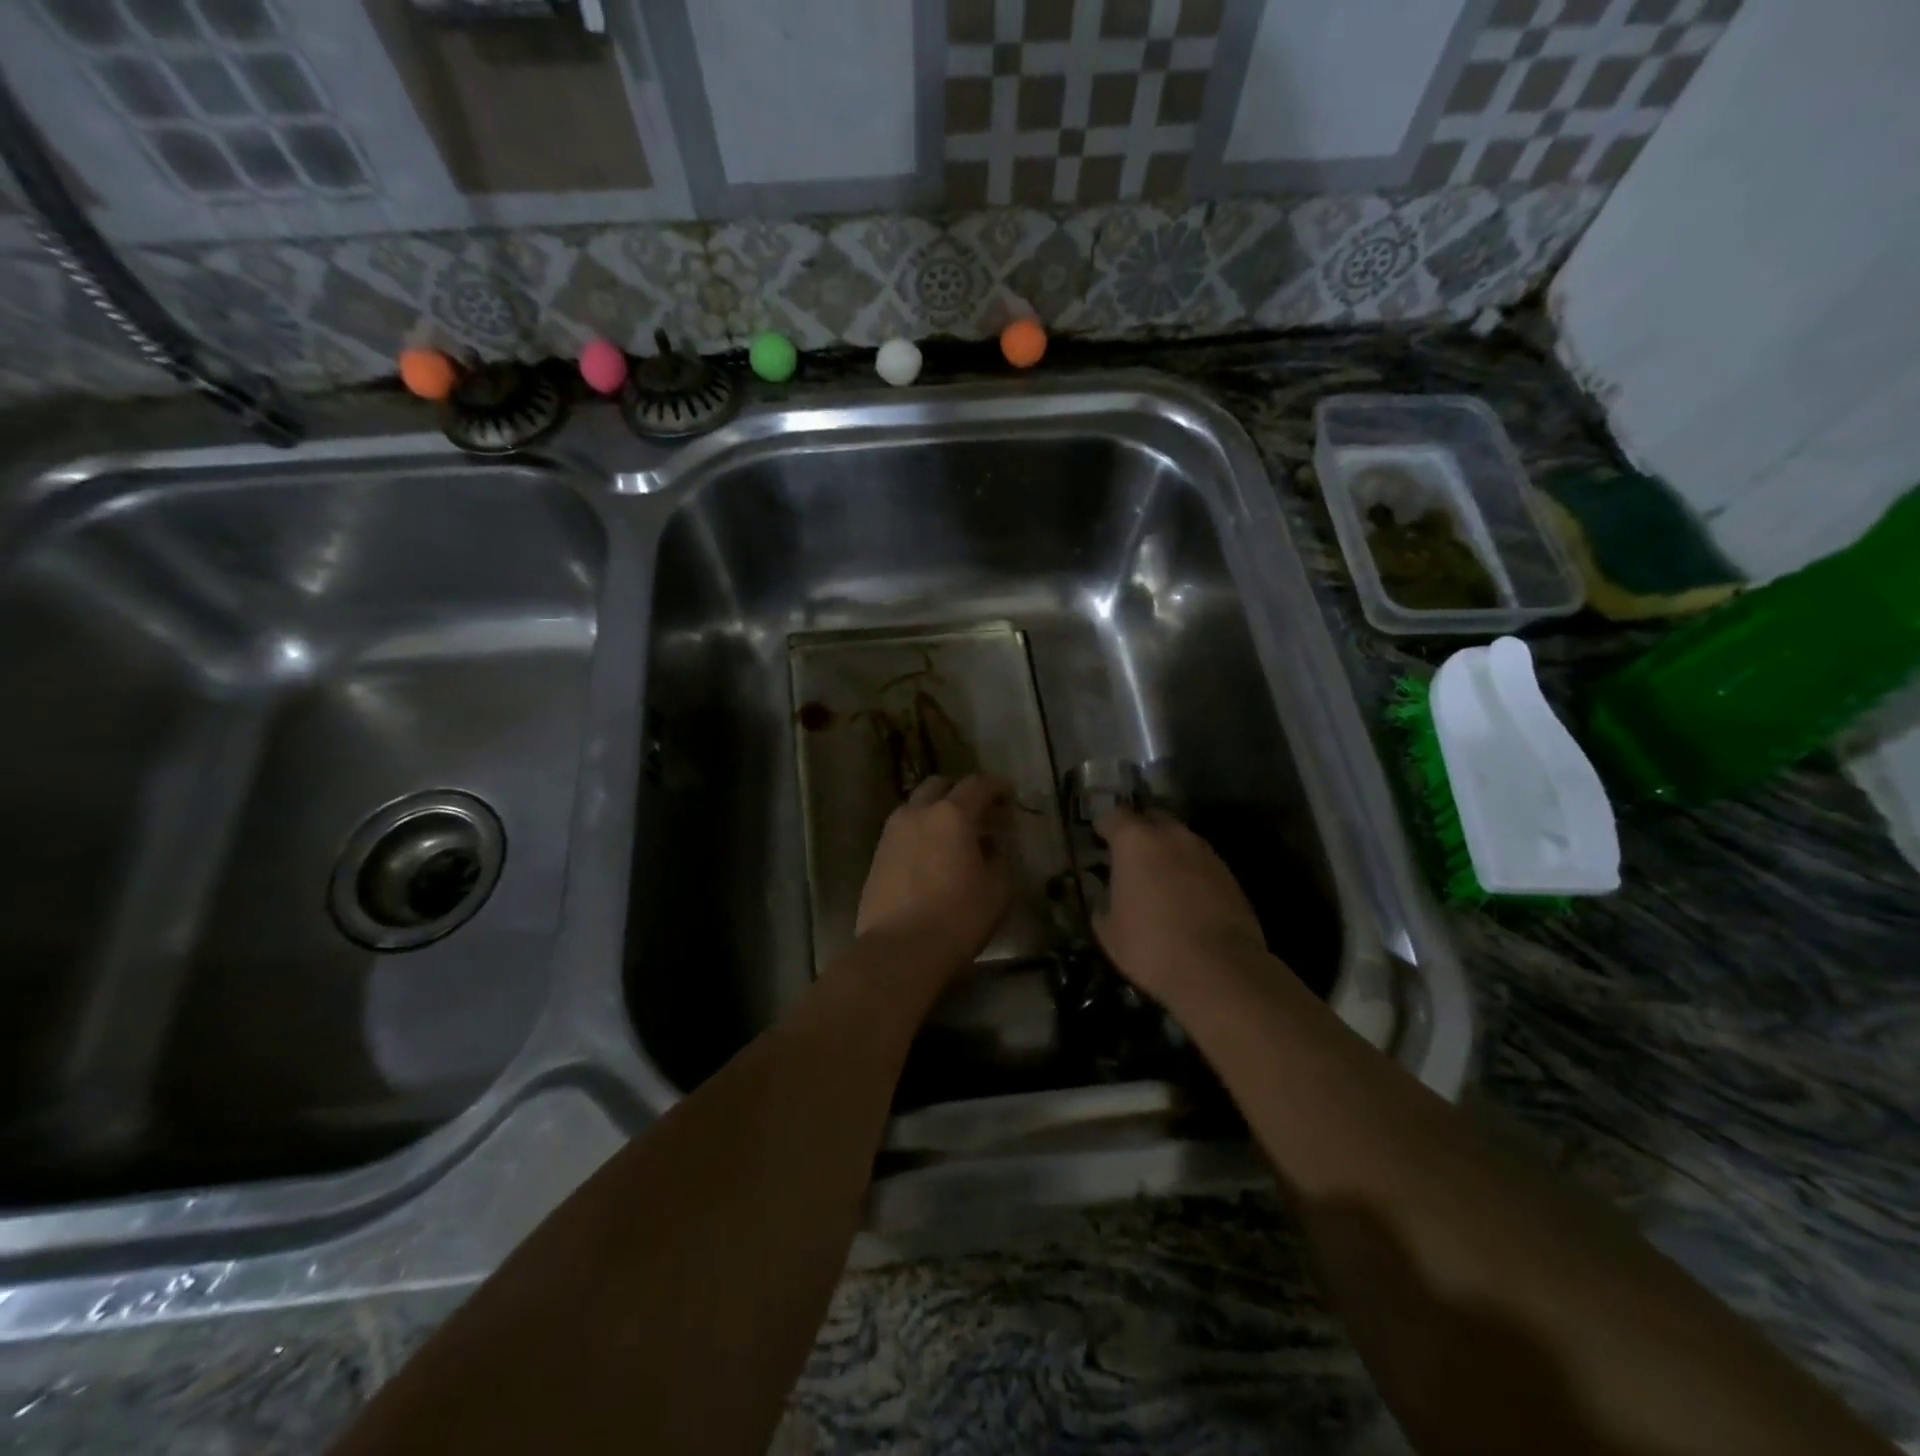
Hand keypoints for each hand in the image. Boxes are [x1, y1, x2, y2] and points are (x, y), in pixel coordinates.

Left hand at [855, 774, 1012, 977]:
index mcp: (952, 815)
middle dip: (961, 792)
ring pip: (917, 805)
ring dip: (937, 810)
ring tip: (953, 834)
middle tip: (979, 811)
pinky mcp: (877, 854)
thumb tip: (991, 844)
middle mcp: (918, 813)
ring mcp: (892, 832)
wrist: (899, 950)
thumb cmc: (957, 918)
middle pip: (940, 785)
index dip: (996, 786)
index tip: (1008, 793)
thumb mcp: (997, 889)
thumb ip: (999, 856)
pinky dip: (921, 830)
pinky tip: (932, 854)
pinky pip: (903, 829)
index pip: (977, 785)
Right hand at [1094, 807, 1268, 1004]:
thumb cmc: (1151, 945)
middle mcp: (1172, 835)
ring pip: (1180, 839)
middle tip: (1129, 855)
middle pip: (1151, 818)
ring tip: (1158, 877)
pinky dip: (1189, 871)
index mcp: (1135, 841)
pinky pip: (1200, 862)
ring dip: (1167, 850)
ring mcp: (1205, 853)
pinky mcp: (1230, 875)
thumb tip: (1107, 895)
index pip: (1114, 815)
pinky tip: (1184, 897)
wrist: (1219, 970)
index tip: (1099, 840)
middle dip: (1139, 831)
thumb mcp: (1108, 930)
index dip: (1104, 827)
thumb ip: (1103, 902)